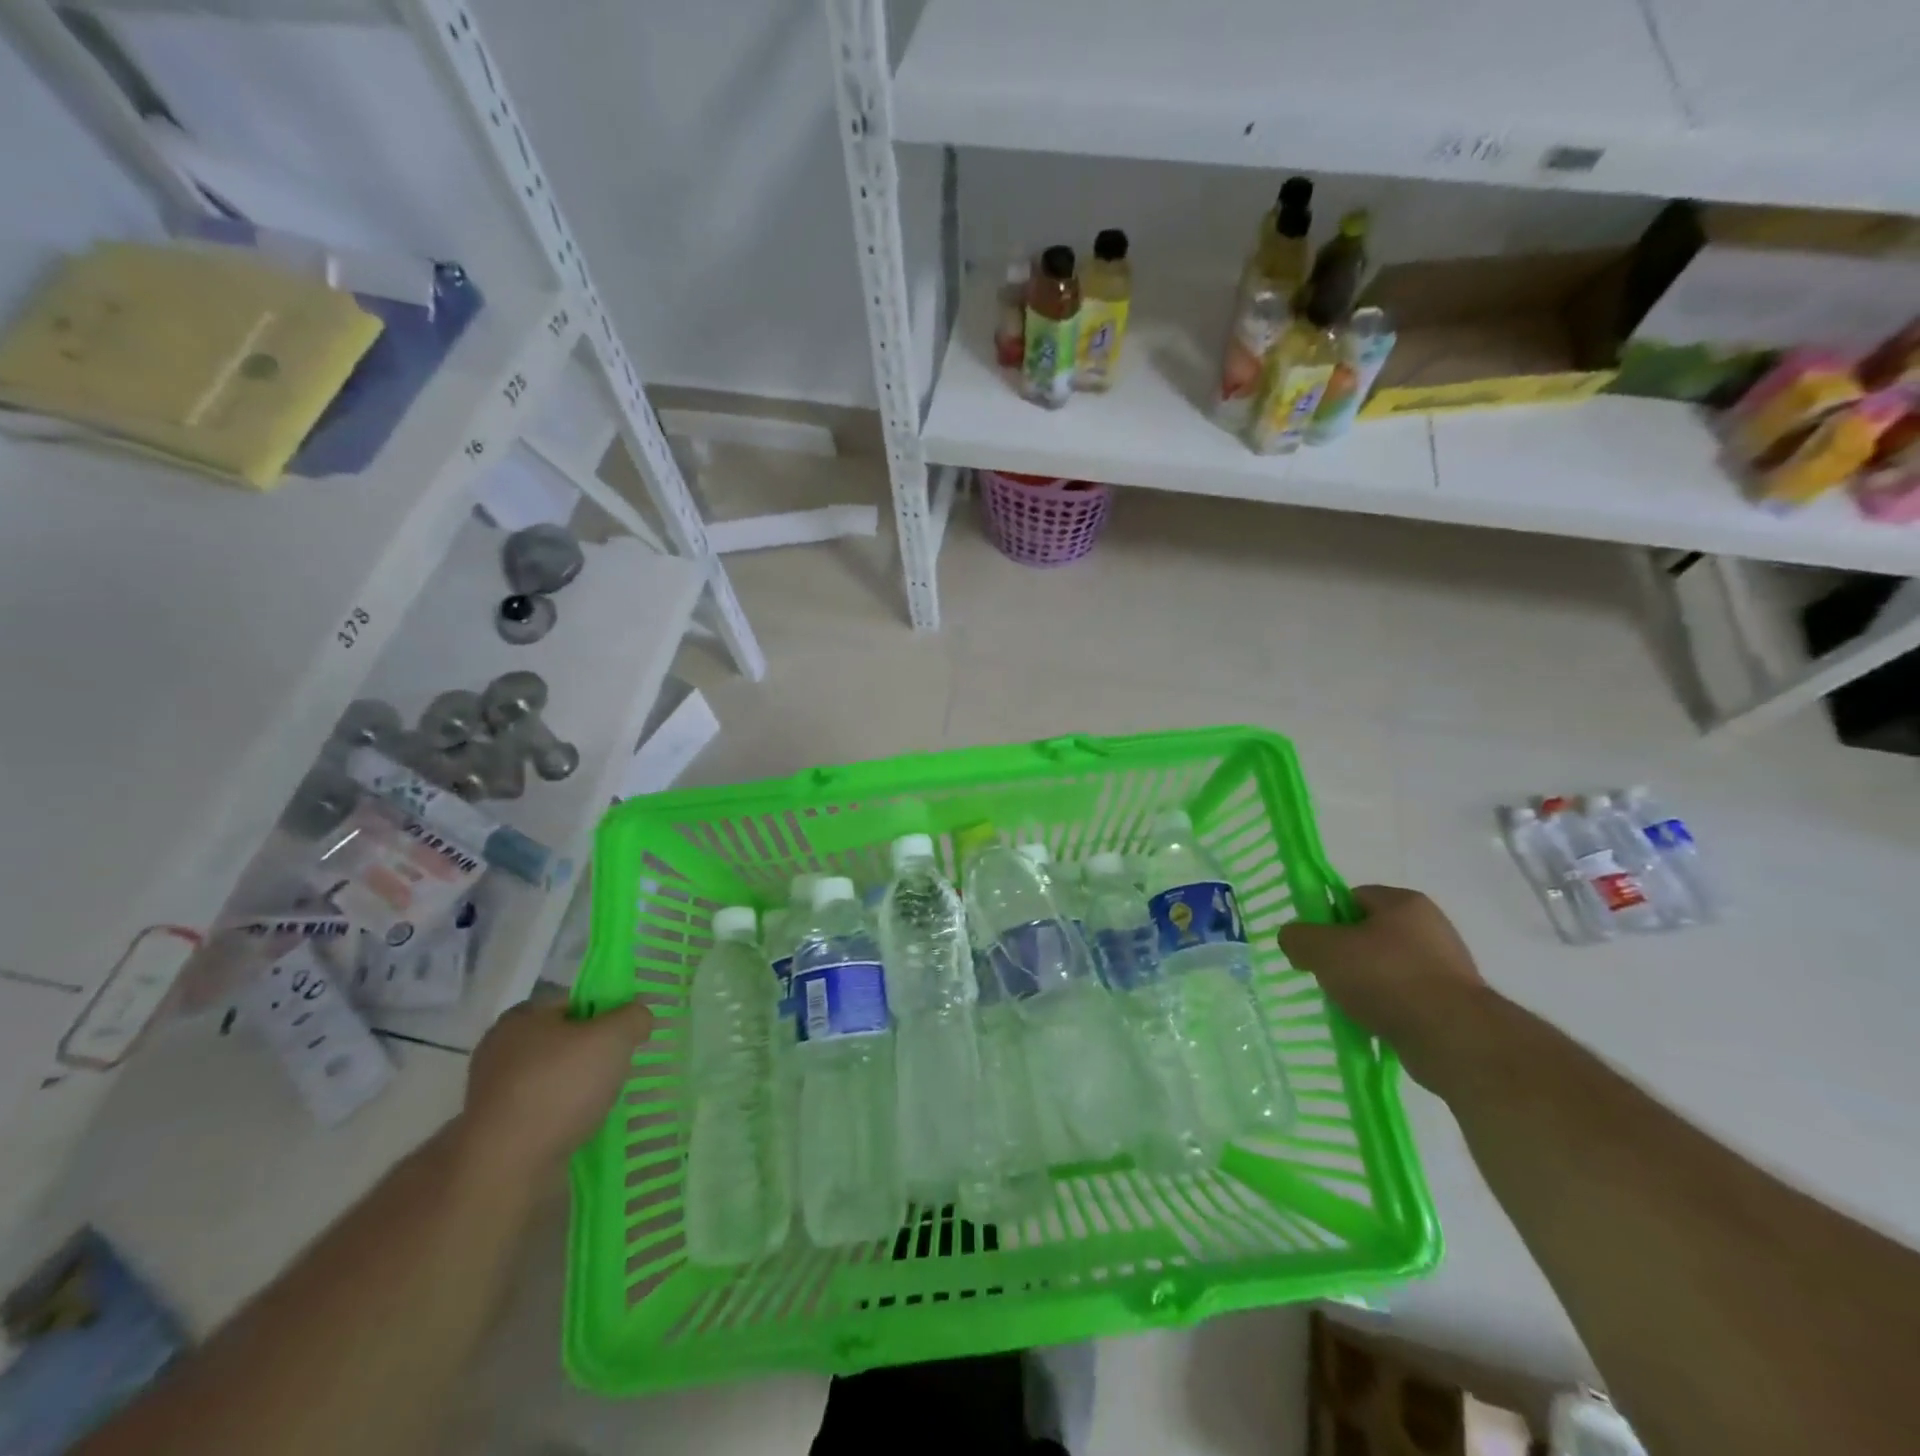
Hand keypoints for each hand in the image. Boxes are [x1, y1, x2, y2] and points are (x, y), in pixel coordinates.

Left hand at [457, 1000, 654, 1179]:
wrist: (507, 1167)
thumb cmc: (560, 1087)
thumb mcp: (613, 1037)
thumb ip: (633, 1017)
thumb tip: (638, 1018)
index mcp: (522, 1017)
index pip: (574, 1001)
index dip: (606, 1012)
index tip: (627, 1034)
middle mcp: (501, 1049)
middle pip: (564, 1040)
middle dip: (594, 1053)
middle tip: (622, 1066)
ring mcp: (495, 1092)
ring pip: (554, 1078)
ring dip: (580, 1087)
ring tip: (608, 1100)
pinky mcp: (497, 1130)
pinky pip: (544, 1111)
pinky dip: (565, 1116)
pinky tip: (586, 1125)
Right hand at [1278, 885, 1489, 1090]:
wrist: (1454, 1039)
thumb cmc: (1386, 978)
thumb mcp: (1324, 950)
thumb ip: (1298, 937)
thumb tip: (1294, 940)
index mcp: (1404, 902)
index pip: (1351, 898)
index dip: (1326, 918)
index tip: (1314, 945)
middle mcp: (1430, 927)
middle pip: (1367, 934)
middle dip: (1343, 955)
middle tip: (1327, 976)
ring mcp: (1446, 966)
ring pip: (1385, 968)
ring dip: (1364, 985)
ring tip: (1349, 1006)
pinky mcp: (1453, 1003)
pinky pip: (1405, 998)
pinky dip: (1386, 1008)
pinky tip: (1373, 1023)